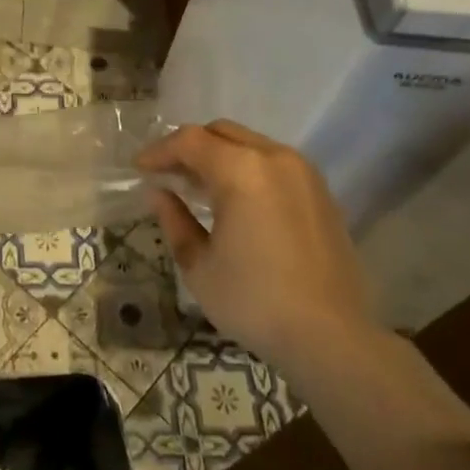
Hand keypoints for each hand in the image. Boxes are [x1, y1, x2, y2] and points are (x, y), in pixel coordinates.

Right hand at [136, 119, 375, 369]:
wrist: (330, 337)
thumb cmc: (254, 301)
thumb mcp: (199, 265)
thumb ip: (175, 221)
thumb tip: (159, 194)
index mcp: (242, 171)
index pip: (190, 141)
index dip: (159, 151)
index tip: (139, 170)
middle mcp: (275, 158)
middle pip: (222, 133)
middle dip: (189, 147)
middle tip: (166, 174)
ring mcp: (303, 173)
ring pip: (250, 145)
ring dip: (219, 156)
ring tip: (196, 188)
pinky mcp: (320, 193)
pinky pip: (273, 164)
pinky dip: (246, 169)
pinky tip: (234, 201)